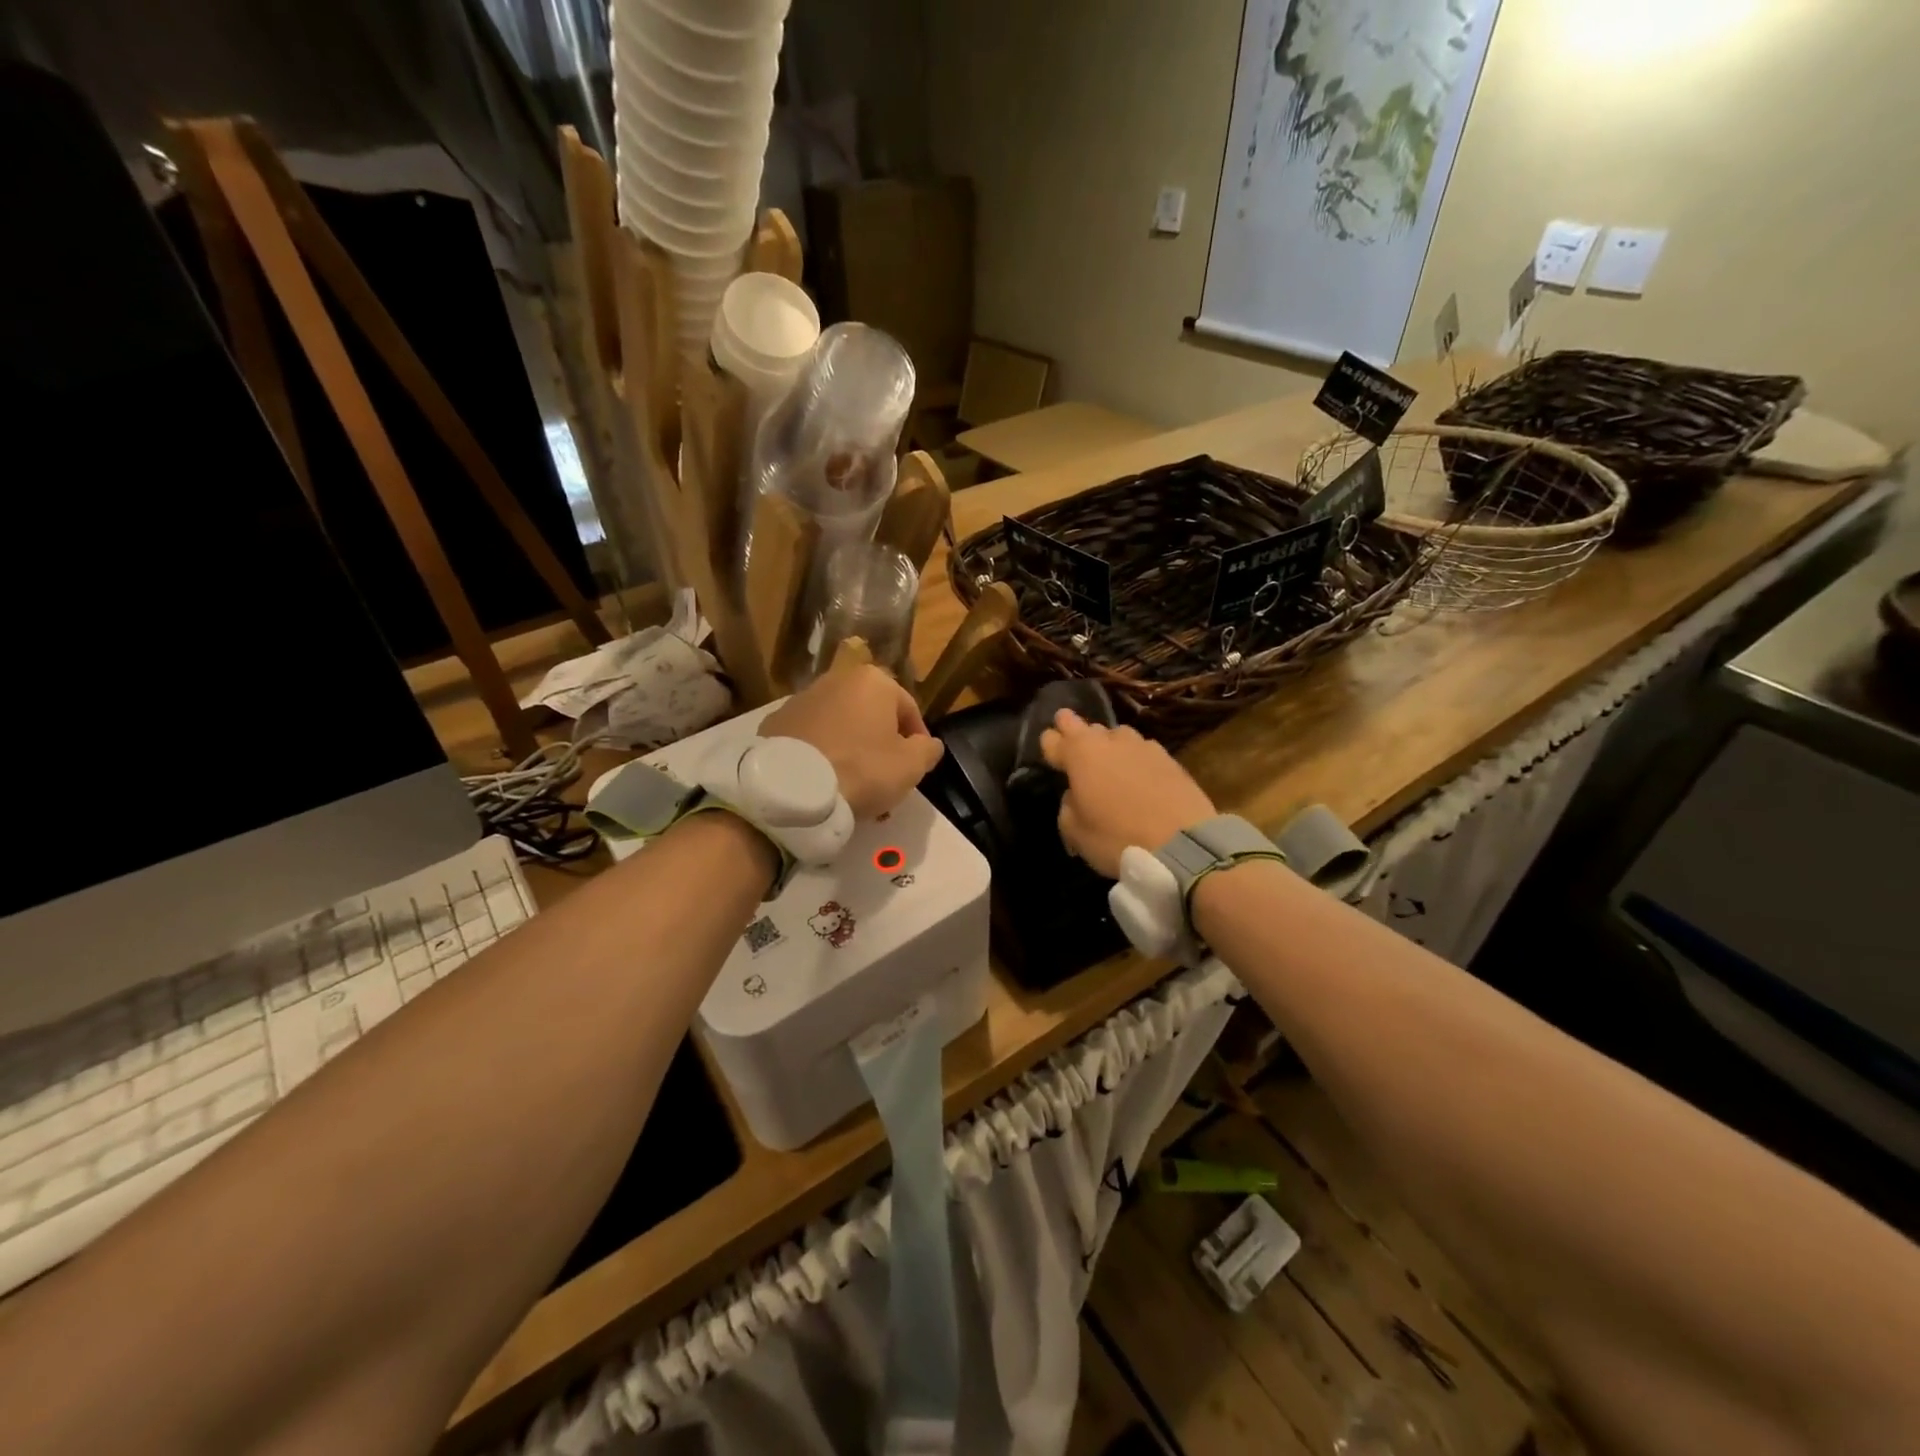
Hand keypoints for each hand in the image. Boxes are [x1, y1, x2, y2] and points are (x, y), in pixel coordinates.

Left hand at [761, 665, 944, 819]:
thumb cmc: (862, 769)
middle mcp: (836, 679)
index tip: (916, 767)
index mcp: (873, 681)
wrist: (792, 788)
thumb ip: (928, 750)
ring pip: (840, 727)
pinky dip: (821, 755)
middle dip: (881, 746)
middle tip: (885, 781)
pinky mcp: (775, 723)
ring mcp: (801, 700)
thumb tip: (929, 744)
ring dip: (851, 751)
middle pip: (871, 716)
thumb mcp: (911, 765)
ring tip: (854, 788)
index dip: (918, 740)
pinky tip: (823, 782)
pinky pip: (810, 739)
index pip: (908, 709)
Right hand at [1039, 709, 1215, 876]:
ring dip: (1107, 744)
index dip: (1049, 745)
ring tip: (1108, 760)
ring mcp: (1142, 745)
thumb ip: (1068, 807)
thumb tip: (1075, 796)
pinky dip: (1133, 759)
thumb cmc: (1118, 837)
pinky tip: (1137, 773)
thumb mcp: (1076, 833)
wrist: (1183, 844)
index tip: (1049, 752)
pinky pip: (1141, 751)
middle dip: (1073, 730)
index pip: (1052, 738)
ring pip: (1116, 735)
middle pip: (1084, 726)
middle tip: (1069, 736)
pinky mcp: (1168, 758)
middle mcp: (1109, 740)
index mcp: (1080, 754)